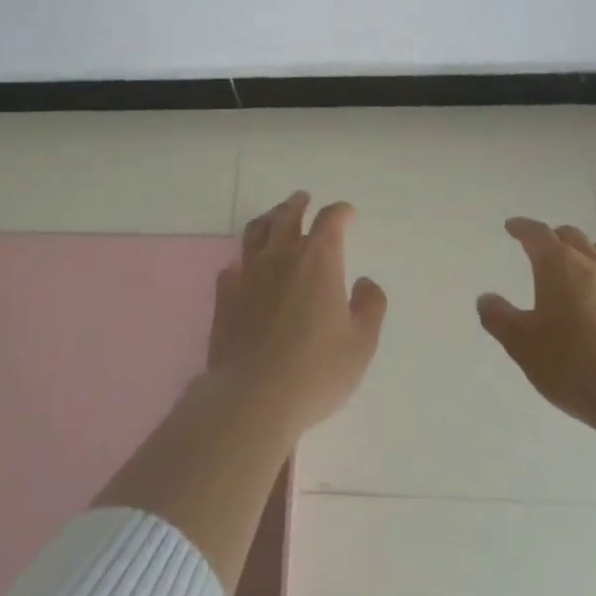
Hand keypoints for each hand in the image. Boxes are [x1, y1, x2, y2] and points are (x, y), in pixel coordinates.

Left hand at [211, 192, 387, 435]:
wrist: (253, 396)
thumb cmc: (316, 370)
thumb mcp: (361, 344)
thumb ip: (370, 306)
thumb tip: (364, 283)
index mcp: (318, 259)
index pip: (330, 220)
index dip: (340, 212)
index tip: (347, 214)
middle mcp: (281, 255)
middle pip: (287, 215)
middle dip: (298, 204)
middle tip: (303, 199)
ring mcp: (249, 273)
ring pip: (256, 231)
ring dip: (268, 219)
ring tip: (273, 218)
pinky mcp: (225, 295)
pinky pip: (233, 265)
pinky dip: (244, 260)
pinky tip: (245, 268)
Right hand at [477, 217, 595, 437]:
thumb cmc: (573, 363)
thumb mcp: (523, 344)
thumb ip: (499, 318)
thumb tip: (486, 298)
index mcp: (558, 264)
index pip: (536, 233)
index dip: (522, 228)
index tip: (512, 227)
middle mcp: (591, 263)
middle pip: (571, 236)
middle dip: (553, 238)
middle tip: (540, 249)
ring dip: (581, 255)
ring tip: (572, 271)